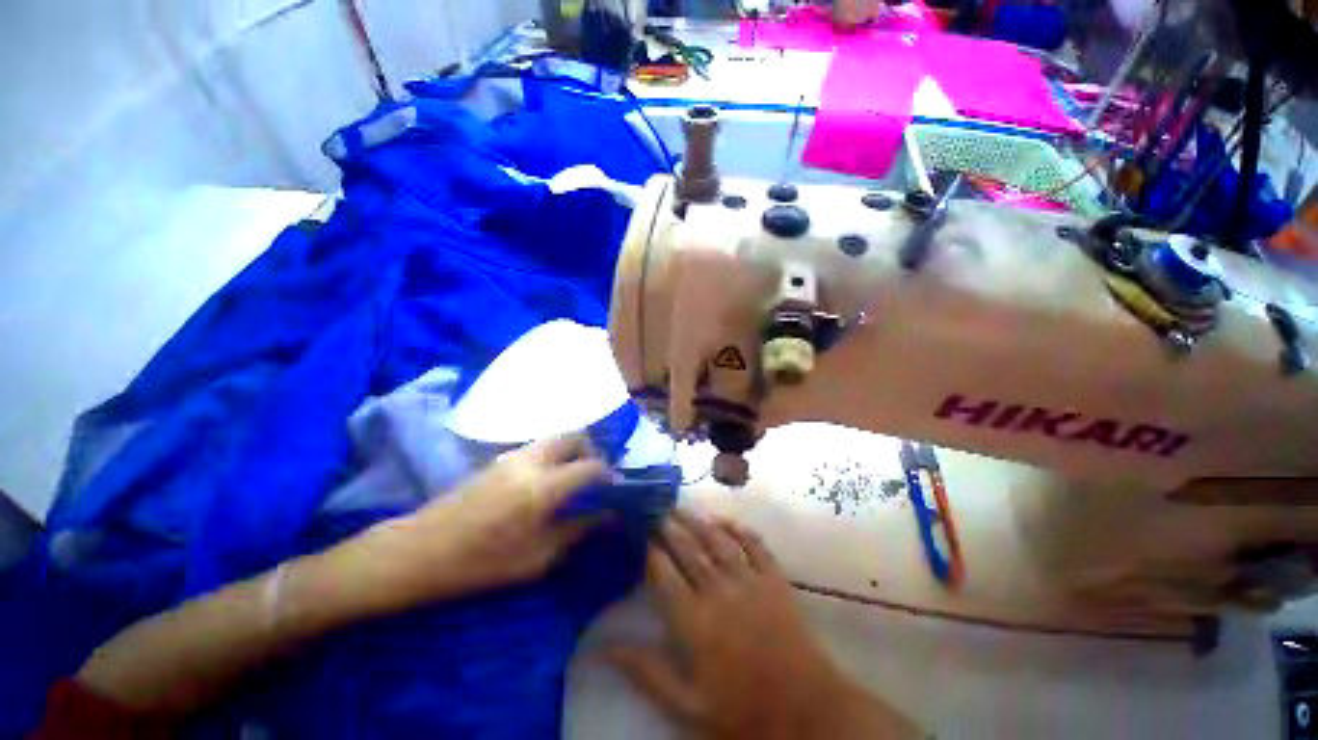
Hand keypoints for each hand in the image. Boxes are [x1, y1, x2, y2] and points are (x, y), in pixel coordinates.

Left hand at [345, 434, 607, 613]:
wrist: (420, 549)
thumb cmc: (479, 563)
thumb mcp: (535, 558)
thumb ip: (577, 531)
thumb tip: (608, 516)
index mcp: (542, 488)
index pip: (590, 467)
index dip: (608, 474)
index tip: (616, 488)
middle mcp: (532, 461)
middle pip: (575, 436)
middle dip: (592, 451)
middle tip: (595, 476)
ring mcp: (513, 455)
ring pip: (556, 437)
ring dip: (572, 450)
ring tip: (574, 477)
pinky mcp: (500, 457)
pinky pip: (539, 446)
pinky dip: (554, 454)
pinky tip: (548, 480)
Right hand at [608, 511, 919, 738]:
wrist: (804, 710)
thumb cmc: (741, 708)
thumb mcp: (686, 704)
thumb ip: (645, 671)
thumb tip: (602, 648)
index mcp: (694, 620)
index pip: (664, 573)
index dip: (650, 550)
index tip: (639, 534)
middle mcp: (719, 590)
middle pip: (688, 549)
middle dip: (669, 527)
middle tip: (655, 509)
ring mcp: (749, 580)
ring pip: (717, 539)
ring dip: (697, 520)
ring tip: (680, 506)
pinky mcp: (774, 577)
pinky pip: (754, 543)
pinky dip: (738, 527)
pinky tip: (724, 518)